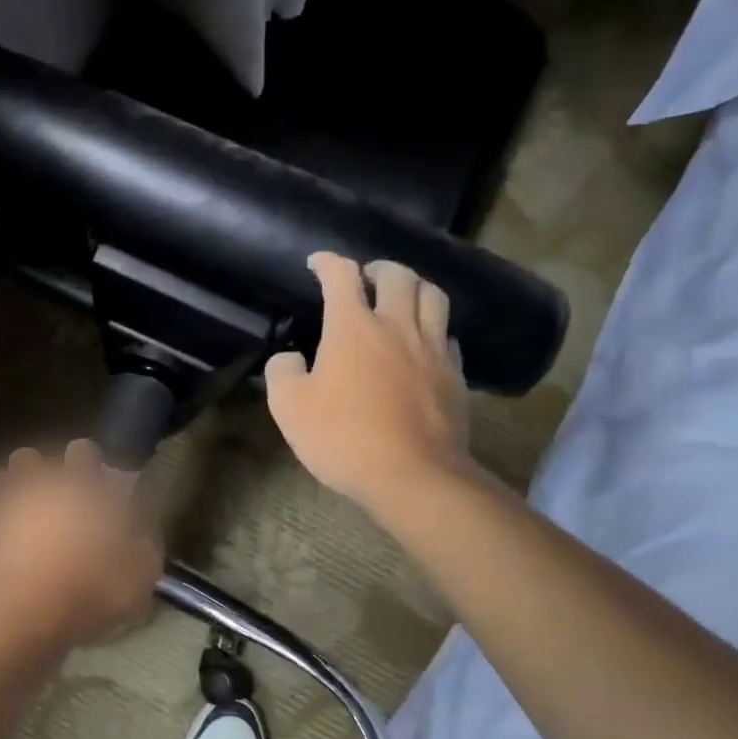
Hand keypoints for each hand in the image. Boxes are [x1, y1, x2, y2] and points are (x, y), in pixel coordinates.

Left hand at [0, 440, 162, 649]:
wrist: (22, 618)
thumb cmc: (89, 589)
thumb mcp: (140, 575)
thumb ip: (143, 549)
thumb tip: (141, 541)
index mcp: (79, 487)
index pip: (84, 450)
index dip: (89, 462)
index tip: (95, 479)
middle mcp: (36, 486)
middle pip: (29, 458)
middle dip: (38, 472)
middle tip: (51, 499)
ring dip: (7, 496)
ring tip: (17, 519)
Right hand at [265, 253, 477, 514]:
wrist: (412, 476)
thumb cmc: (343, 439)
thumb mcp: (289, 409)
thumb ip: (282, 373)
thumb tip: (290, 357)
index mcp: (353, 327)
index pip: (341, 276)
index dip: (327, 262)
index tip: (317, 263)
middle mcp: (397, 326)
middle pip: (397, 275)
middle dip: (378, 268)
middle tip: (365, 278)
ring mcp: (432, 348)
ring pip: (433, 296)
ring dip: (414, 287)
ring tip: (401, 298)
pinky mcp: (455, 374)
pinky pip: (448, 335)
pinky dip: (434, 328)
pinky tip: (424, 343)